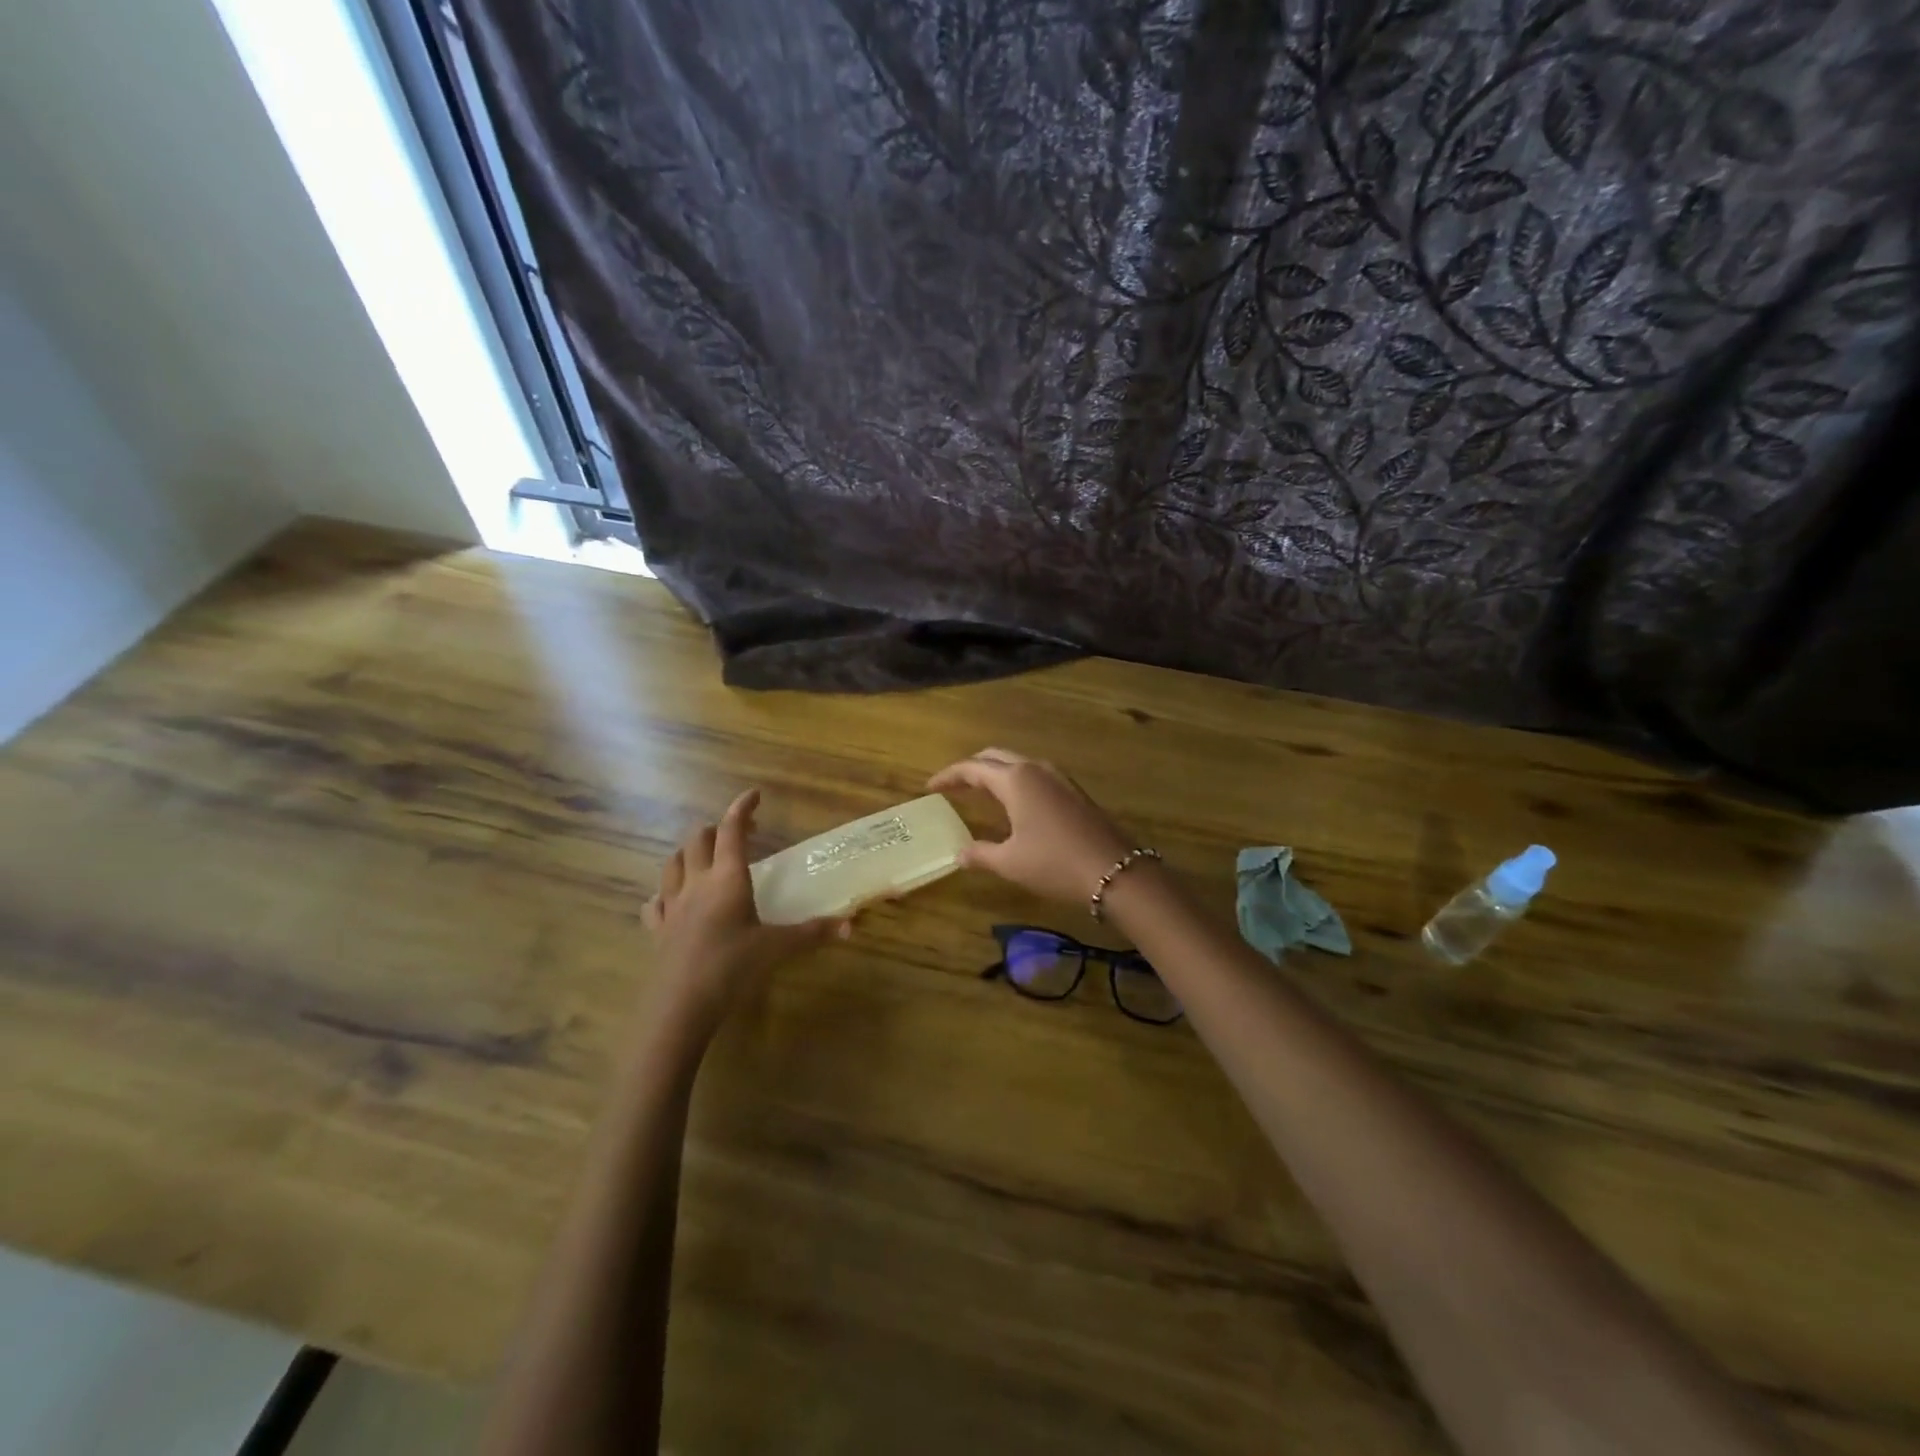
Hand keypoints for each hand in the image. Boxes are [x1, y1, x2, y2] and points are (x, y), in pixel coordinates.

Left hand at [643, 789, 849, 1038]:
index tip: (754, 795)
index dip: (742, 809)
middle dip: (716, 829)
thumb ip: (813, 933)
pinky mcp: (657, 929)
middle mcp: (697, 883)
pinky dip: (664, 892)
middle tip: (739, 835)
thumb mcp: (778, 948)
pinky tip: (670, 899)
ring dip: (688, 853)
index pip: (731, 831)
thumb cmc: (732, 967)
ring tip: (704, 858)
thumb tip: (851, 925)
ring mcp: (672, 906)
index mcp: (727, 879)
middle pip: (698, 840)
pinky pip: (655, 901)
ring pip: (672, 864)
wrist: (680, 1005)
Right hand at [928, 748, 1135, 907]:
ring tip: (980, 793)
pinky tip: (1014, 805)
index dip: (948, 776)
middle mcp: (1036, 769)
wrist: (1116, 872)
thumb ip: (980, 854)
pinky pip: (1036, 776)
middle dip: (972, 767)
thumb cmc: (1054, 864)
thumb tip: (959, 853)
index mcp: (1015, 779)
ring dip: (996, 773)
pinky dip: (1016, 782)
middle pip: (995, 757)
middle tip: (954, 786)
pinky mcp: (1074, 792)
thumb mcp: (1010, 862)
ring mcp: (1059, 778)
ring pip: (1018, 764)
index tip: (930, 787)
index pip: (972, 767)